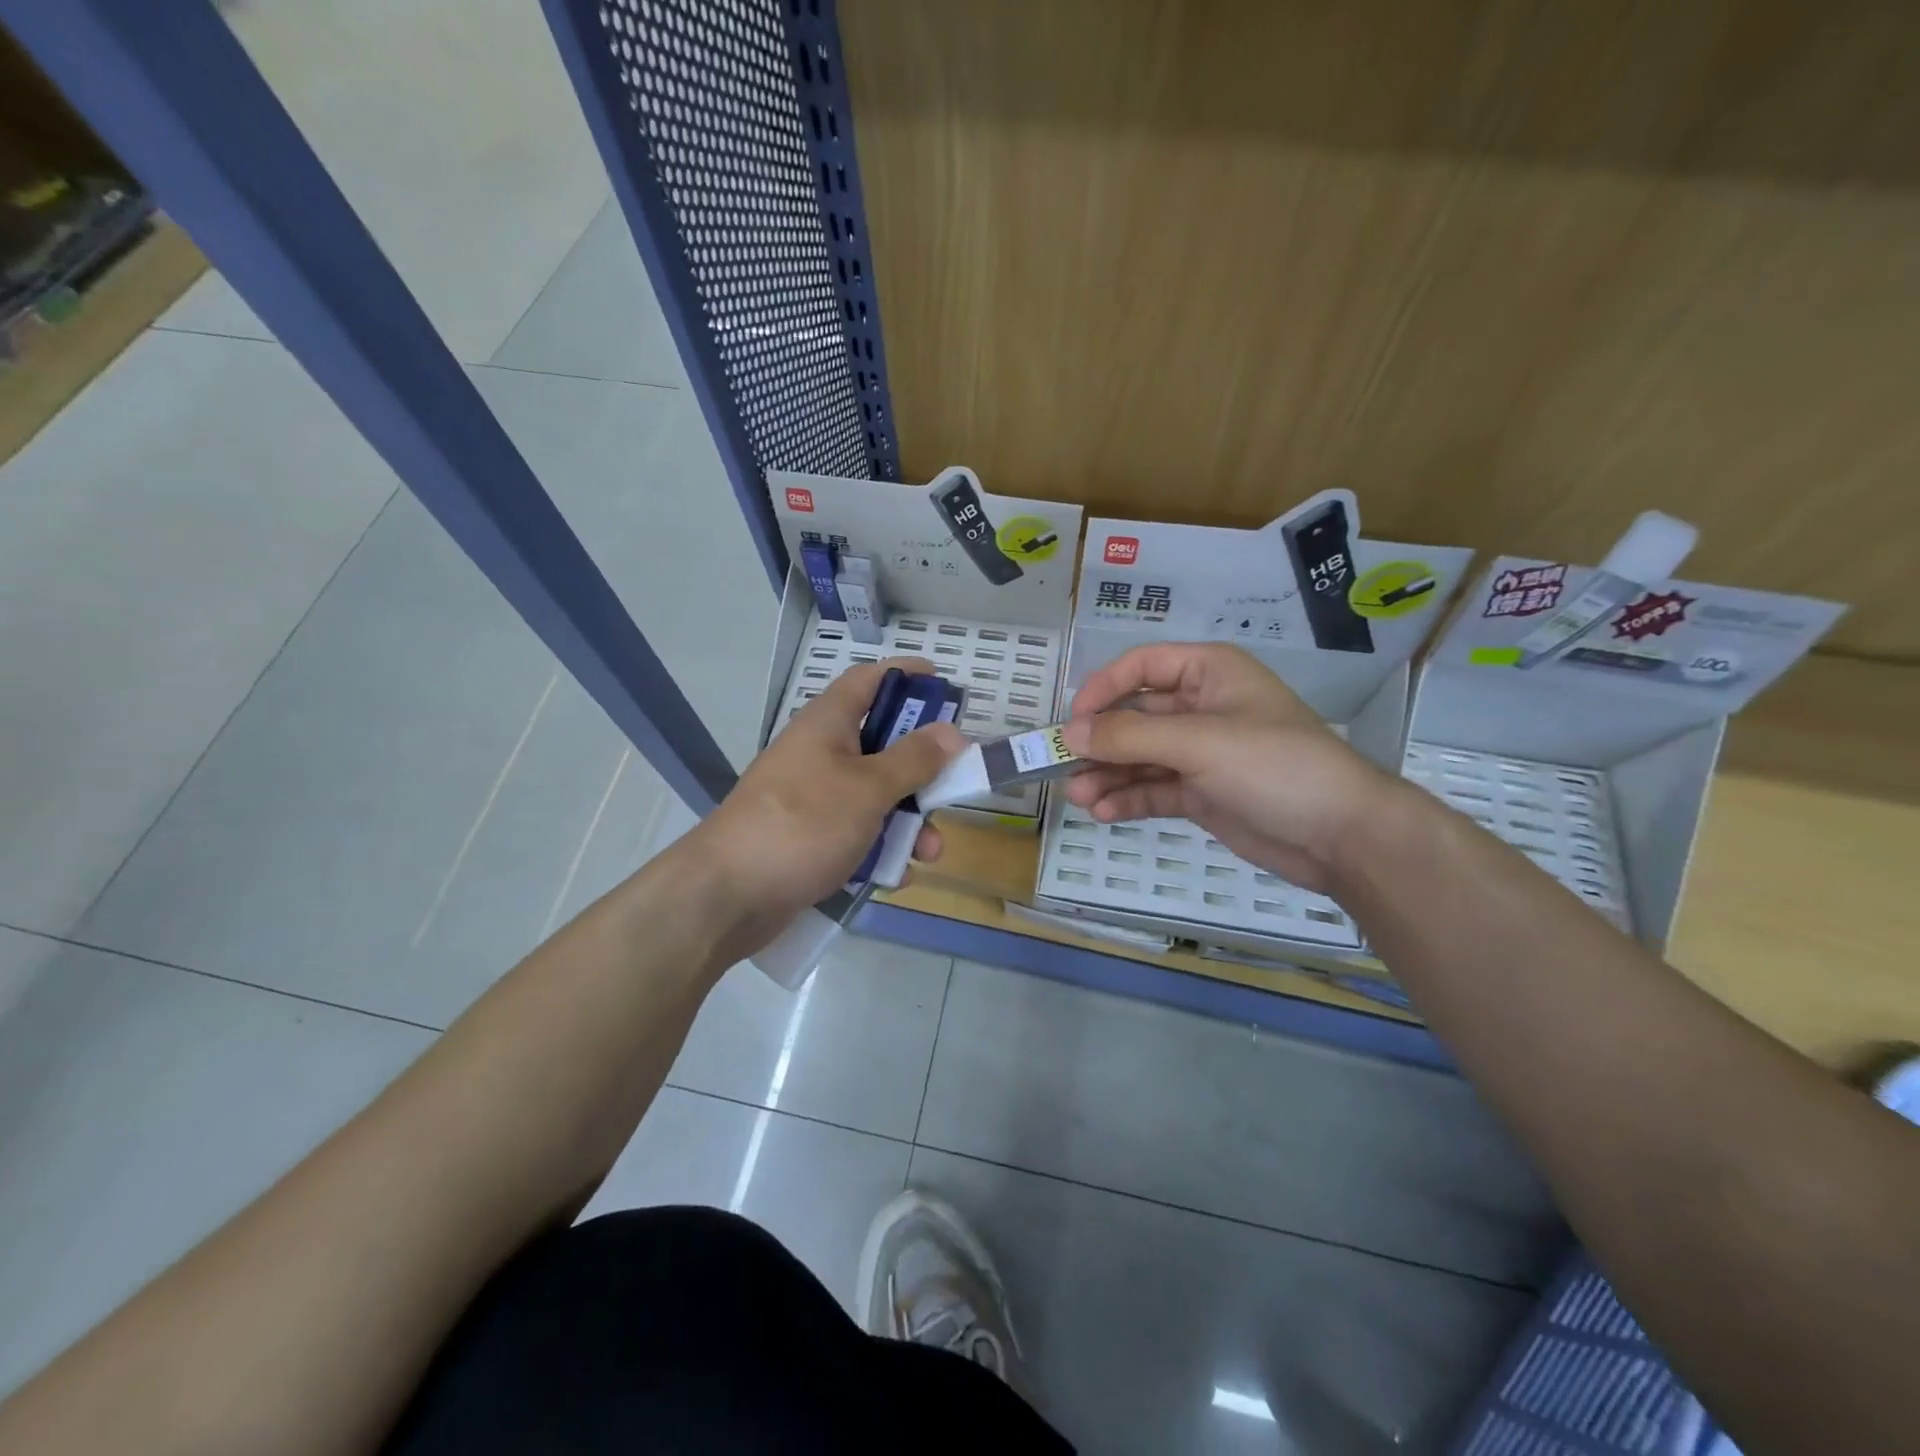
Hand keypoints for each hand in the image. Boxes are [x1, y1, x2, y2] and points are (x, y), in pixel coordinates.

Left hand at [683, 659, 963, 958]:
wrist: (729, 894)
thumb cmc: (803, 824)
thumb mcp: (868, 788)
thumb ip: (914, 760)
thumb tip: (951, 731)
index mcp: (828, 724)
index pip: (869, 680)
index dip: (905, 675)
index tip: (942, 680)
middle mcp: (820, 753)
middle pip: (882, 744)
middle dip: (922, 770)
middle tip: (954, 784)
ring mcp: (813, 797)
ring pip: (874, 795)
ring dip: (908, 820)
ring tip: (929, 853)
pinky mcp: (810, 837)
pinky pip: (857, 831)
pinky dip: (880, 848)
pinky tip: (895, 876)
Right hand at [1060, 642, 1393, 891]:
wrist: (1340, 835)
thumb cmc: (1274, 766)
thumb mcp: (1200, 742)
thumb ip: (1131, 735)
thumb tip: (1071, 733)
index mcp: (1208, 674)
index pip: (1141, 667)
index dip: (1103, 689)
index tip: (1074, 722)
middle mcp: (1200, 708)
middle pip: (1134, 716)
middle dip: (1100, 742)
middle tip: (1063, 767)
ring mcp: (1200, 754)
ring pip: (1139, 757)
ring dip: (1108, 774)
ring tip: (1078, 797)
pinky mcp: (1201, 793)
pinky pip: (1153, 789)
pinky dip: (1128, 799)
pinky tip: (1103, 812)